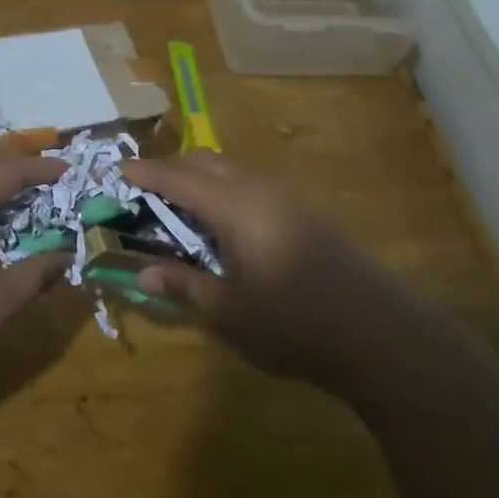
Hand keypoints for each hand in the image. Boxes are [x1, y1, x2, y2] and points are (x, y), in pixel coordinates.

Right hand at [125, 151, 424, 384]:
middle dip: (172, 168)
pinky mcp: (305, 217)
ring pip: (233, 173)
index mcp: (235, 207)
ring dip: (201, 180)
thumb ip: (182, 285)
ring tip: (179, 208)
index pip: (178, 178)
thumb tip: (142, 272)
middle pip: (207, 163)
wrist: (380, 334)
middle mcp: (259, 192)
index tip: (118, 168)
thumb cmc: (293, 323)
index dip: (146, 172)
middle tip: (145, 190)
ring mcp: (287, 202)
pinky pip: (252, 188)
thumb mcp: (228, 311)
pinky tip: (223, 228)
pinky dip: (225, 193)